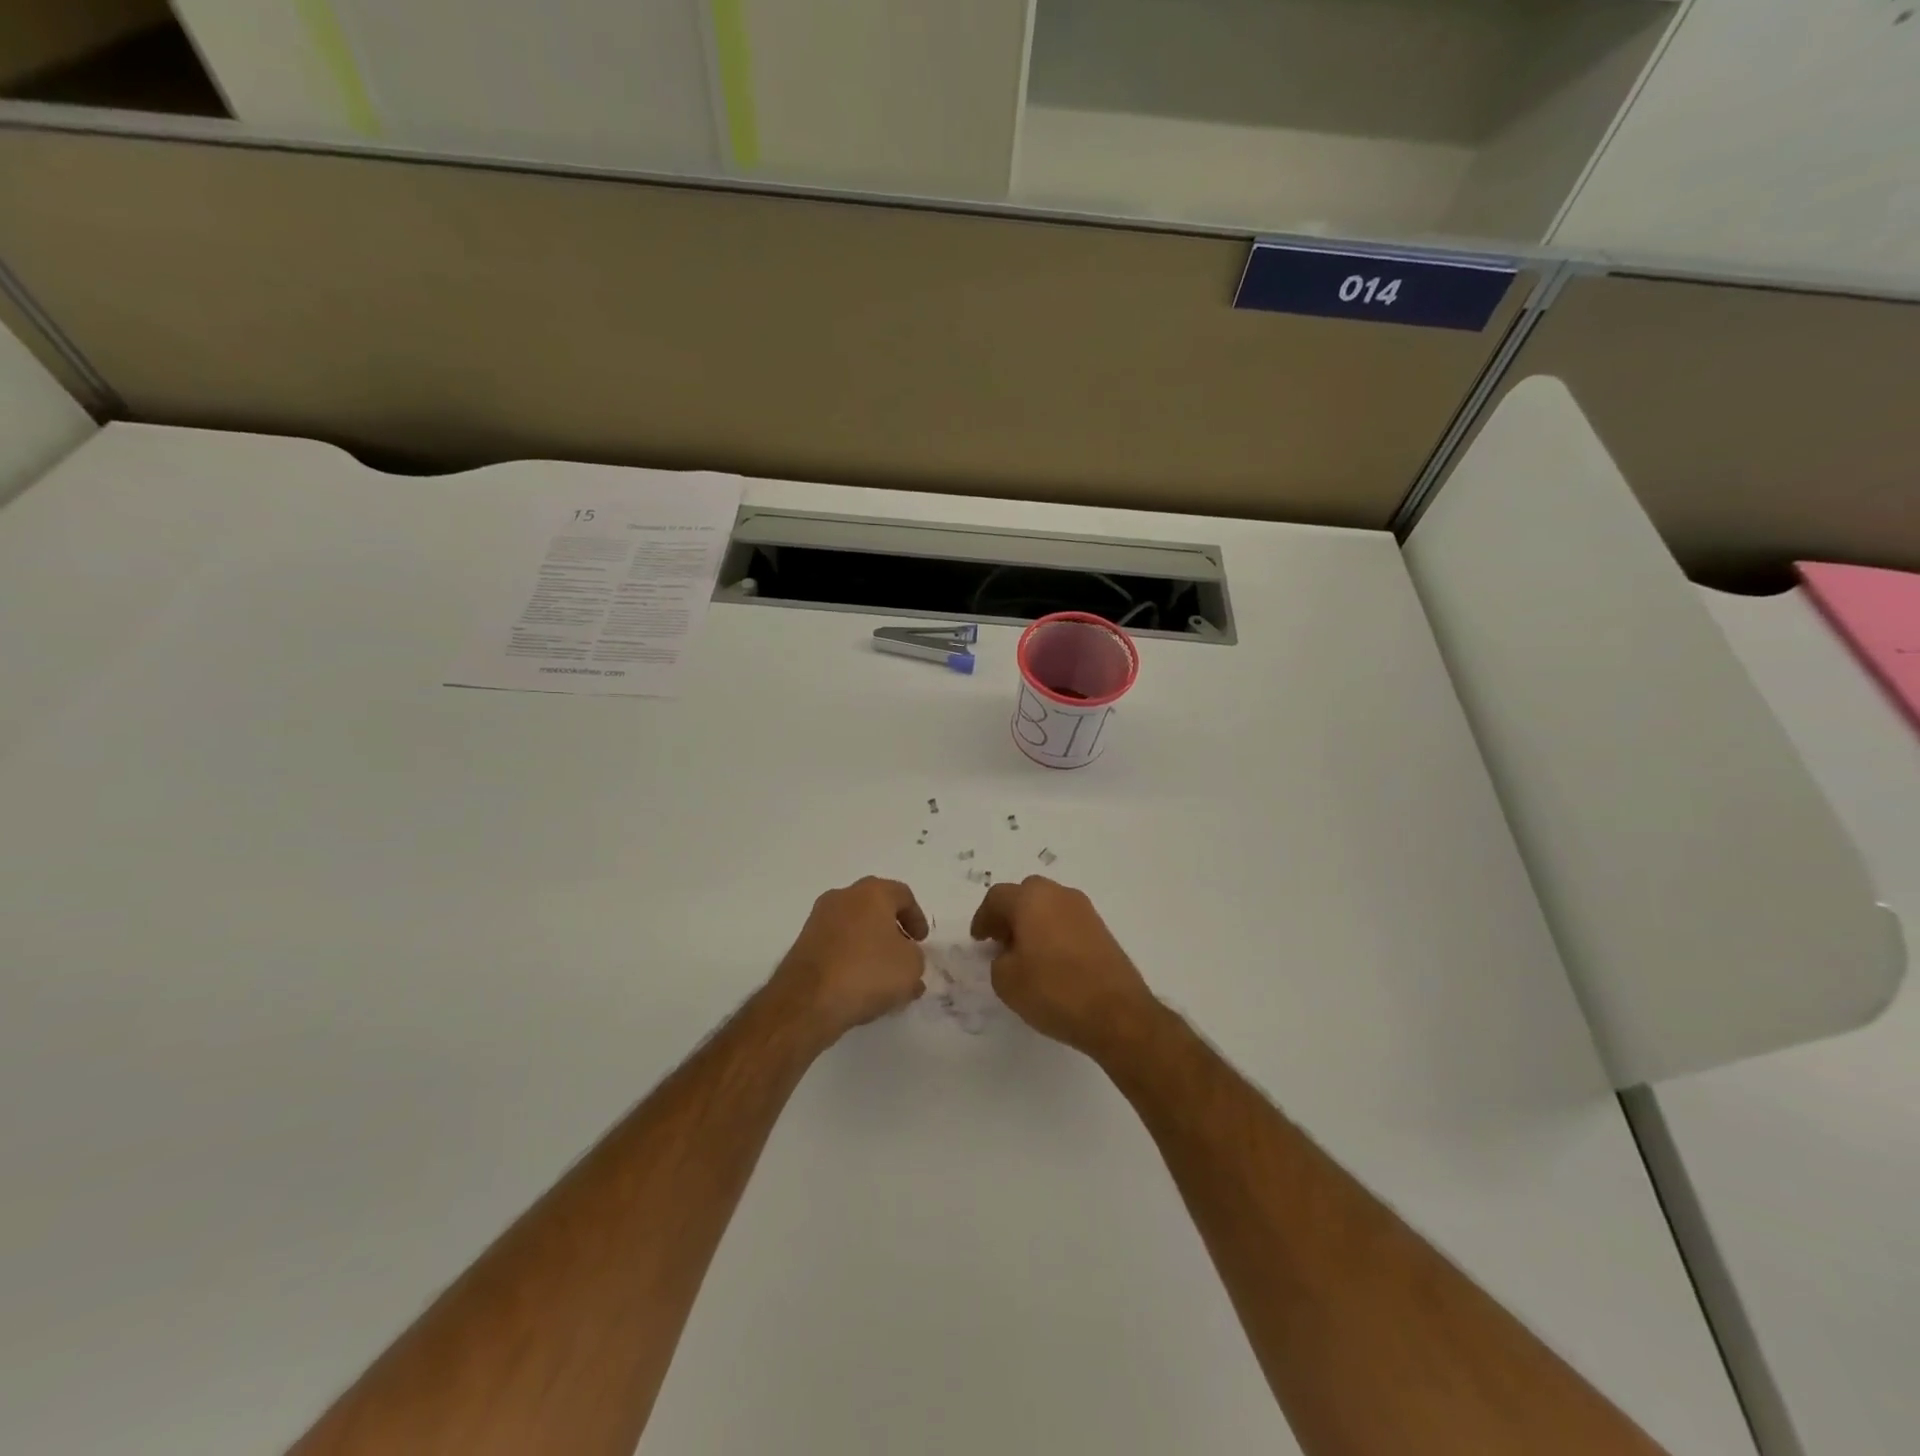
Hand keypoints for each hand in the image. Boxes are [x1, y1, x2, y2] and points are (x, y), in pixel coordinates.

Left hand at [771, 877, 927, 1046]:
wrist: (808, 1000)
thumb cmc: (867, 973)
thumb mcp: (911, 967)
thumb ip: (915, 958)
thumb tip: (904, 958)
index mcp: (872, 892)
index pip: (902, 895)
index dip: (916, 917)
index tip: (921, 941)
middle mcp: (843, 897)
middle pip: (875, 907)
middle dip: (892, 929)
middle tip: (904, 952)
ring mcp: (818, 919)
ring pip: (854, 926)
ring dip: (870, 945)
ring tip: (882, 977)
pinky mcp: (803, 943)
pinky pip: (837, 945)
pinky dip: (850, 958)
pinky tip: (859, 985)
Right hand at [970, 877, 1157, 1057]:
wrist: (1117, 1013)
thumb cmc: (1054, 990)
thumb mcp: (1006, 981)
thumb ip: (999, 960)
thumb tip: (1010, 953)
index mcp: (1031, 899)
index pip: (997, 898)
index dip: (983, 918)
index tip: (979, 940)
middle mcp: (1059, 895)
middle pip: (1025, 895)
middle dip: (1009, 915)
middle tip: (1000, 941)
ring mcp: (1085, 910)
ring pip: (1048, 906)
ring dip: (1032, 922)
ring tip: (1024, 953)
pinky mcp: (1102, 929)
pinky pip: (1066, 921)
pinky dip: (1052, 932)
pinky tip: (1050, 960)